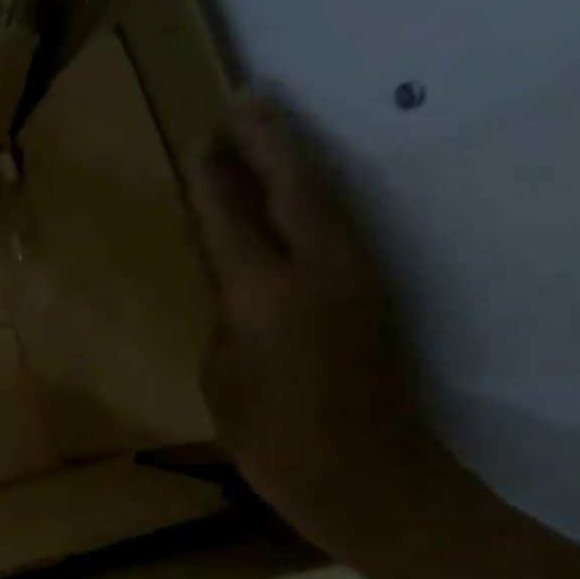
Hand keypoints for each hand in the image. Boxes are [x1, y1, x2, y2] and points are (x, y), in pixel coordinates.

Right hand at [190, 95, 455, 559]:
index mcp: (269, 298)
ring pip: (326, 199)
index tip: (202, 138)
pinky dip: (310, 195)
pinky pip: (337, 226)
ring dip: (296, 158)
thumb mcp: (222, 377)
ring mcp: (360, 278)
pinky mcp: (377, 292)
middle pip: (296, 188)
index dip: (215, 179)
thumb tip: (230, 276)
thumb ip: (225, 315)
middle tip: (245, 99)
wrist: (371, 479)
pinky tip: (292, 189)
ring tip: (266, 128)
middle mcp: (321, 273)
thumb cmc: (273, 439)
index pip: (235, 220)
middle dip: (269, 140)